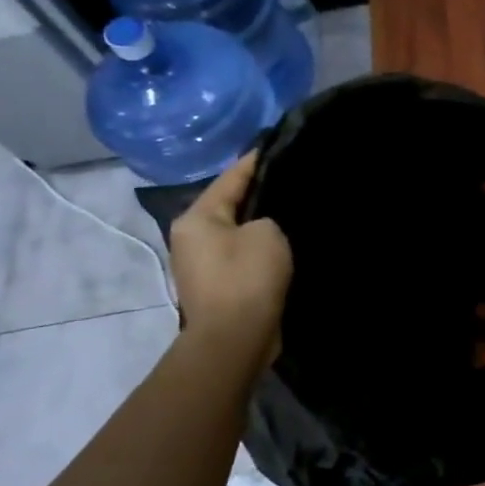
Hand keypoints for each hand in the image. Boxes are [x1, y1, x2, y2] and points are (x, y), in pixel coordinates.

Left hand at [169, 151, 292, 361]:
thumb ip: (267, 217)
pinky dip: (261, 249)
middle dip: (259, 194)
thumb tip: (264, 222)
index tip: (279, 146)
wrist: (235, 339)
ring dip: (261, 224)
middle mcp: (191, 238)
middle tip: (293, 180)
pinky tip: (285, 245)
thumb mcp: (267, 233)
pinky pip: (243, 256)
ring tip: (292, 211)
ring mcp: (202, 265)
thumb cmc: (247, 278)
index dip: (256, 161)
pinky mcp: (218, 287)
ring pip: (237, 232)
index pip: (231, 178)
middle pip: (231, 205)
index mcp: (197, 218)